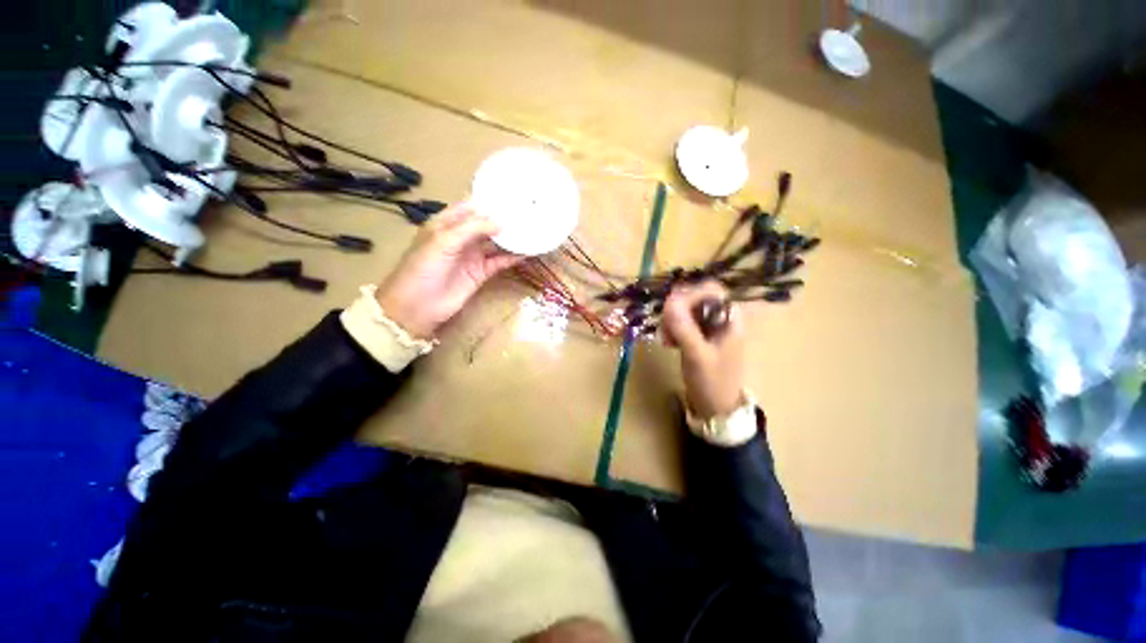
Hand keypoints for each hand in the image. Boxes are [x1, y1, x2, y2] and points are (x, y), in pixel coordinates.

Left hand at [376, 202, 521, 337]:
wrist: (417, 307)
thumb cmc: (423, 268)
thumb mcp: (443, 241)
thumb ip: (472, 228)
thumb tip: (502, 222)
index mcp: (446, 223)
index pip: (470, 206)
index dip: (489, 200)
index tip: (512, 195)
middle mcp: (462, 237)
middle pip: (486, 223)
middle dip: (505, 218)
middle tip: (529, 210)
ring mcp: (473, 255)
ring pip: (496, 242)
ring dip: (512, 237)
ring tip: (533, 229)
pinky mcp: (482, 272)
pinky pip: (500, 261)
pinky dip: (514, 257)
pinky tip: (529, 251)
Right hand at [662, 280, 745, 418]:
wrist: (716, 408)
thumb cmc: (712, 382)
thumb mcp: (697, 355)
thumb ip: (684, 327)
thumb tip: (669, 300)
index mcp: (729, 318)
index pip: (709, 290)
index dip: (688, 295)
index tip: (671, 312)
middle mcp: (721, 318)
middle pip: (695, 298)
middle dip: (677, 310)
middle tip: (666, 328)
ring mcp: (710, 327)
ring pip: (686, 310)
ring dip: (672, 320)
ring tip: (667, 339)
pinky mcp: (700, 336)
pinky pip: (683, 322)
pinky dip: (673, 328)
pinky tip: (669, 343)